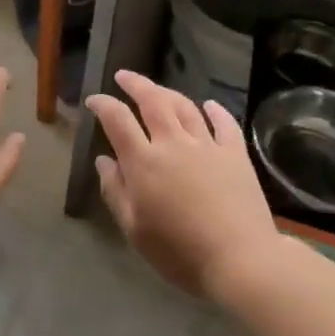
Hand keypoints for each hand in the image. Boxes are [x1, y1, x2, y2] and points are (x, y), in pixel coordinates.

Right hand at [85, 71, 275, 299]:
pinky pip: (224, 123)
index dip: (103, 105)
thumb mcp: (134, 229)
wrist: (240, 259)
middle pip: (153, 101)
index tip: (94, 100)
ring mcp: (207, 145)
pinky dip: (214, 110)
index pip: (117, 120)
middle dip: (135, 84)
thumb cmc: (179, 252)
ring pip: (185, 106)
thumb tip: (103, 161)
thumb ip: (115, 191)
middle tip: (124, 76)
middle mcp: (173, 143)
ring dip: (168, 92)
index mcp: (144, 162)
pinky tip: (208, 105)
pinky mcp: (236, 154)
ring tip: (157, 89)